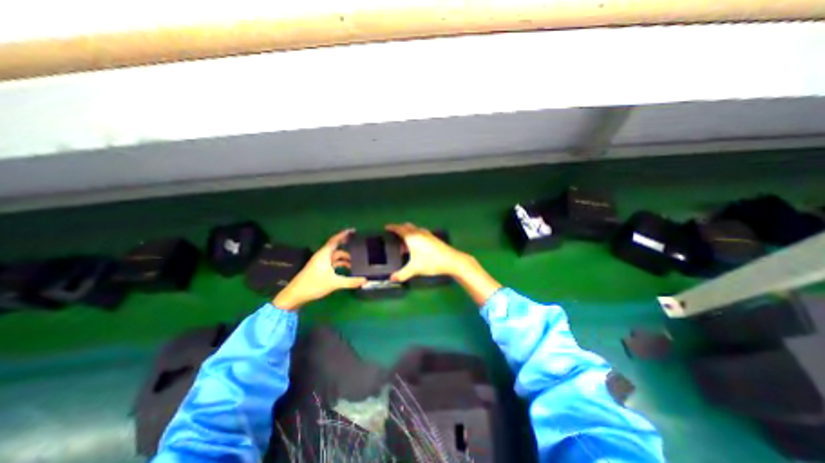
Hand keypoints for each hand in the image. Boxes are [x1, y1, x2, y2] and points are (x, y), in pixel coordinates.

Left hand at [274, 228, 364, 310]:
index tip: (352, 230)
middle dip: (347, 248)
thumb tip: (365, 280)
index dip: (343, 235)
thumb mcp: (334, 283)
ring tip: (356, 263)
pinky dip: (340, 265)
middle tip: (358, 246)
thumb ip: (350, 282)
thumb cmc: (313, 285)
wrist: (295, 295)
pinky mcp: (320, 270)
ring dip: (345, 259)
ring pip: (335, 257)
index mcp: (324, 254)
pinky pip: (333, 264)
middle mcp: (322, 256)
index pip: (335, 240)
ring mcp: (321, 263)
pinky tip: (347, 269)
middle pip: (336, 248)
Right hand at [384, 220, 467, 280]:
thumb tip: (392, 278)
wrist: (451, 260)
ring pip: (414, 230)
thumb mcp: (415, 269)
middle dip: (400, 229)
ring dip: (408, 233)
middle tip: (394, 236)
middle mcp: (419, 233)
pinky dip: (415, 236)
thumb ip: (402, 274)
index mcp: (412, 237)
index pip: (399, 229)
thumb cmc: (431, 262)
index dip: (392, 228)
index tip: (386, 227)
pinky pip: (420, 233)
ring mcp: (427, 234)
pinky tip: (416, 246)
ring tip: (404, 244)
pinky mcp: (433, 238)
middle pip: (407, 227)